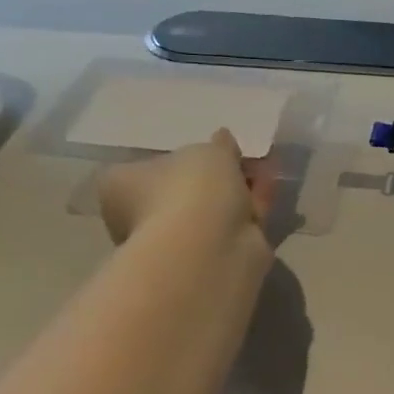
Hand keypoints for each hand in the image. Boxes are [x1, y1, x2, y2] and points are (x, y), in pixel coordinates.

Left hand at [96, 131, 276, 246]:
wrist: (208, 247)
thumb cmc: (188, 189)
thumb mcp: (206, 151)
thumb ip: (217, 145)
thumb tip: (222, 140)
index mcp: (121, 188)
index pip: (141, 169)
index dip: (174, 158)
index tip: (203, 148)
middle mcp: (142, 217)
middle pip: (182, 189)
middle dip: (213, 174)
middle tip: (240, 155)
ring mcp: (179, 239)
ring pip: (212, 206)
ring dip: (237, 186)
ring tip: (265, 162)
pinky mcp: (213, 254)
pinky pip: (235, 220)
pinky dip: (253, 201)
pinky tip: (273, 181)